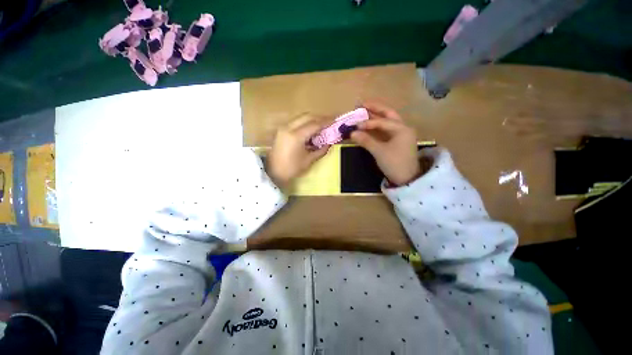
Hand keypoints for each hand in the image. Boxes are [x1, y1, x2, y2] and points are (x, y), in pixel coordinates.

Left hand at [267, 113, 330, 188]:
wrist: (273, 172)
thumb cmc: (291, 168)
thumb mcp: (309, 160)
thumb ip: (321, 150)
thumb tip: (330, 143)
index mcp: (296, 136)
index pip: (314, 124)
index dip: (326, 122)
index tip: (335, 120)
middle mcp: (289, 127)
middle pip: (307, 116)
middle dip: (319, 118)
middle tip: (329, 122)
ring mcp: (283, 127)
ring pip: (300, 117)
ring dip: (312, 119)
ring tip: (321, 125)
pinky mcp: (281, 130)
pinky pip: (295, 122)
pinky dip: (304, 123)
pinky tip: (310, 130)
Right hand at [351, 102, 420, 185]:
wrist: (407, 179)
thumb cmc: (394, 163)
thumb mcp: (379, 152)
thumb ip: (366, 141)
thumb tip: (352, 133)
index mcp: (401, 129)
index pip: (382, 122)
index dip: (368, 122)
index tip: (355, 125)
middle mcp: (403, 128)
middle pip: (388, 114)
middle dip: (375, 108)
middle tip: (362, 104)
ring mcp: (401, 135)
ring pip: (388, 121)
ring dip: (377, 116)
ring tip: (365, 111)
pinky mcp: (398, 141)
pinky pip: (387, 130)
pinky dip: (378, 126)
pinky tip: (371, 125)